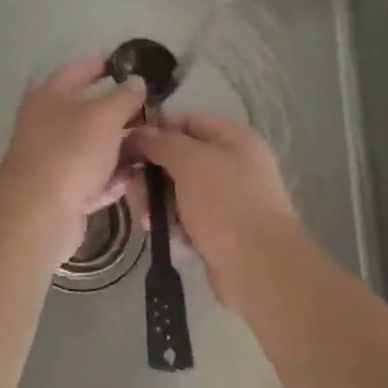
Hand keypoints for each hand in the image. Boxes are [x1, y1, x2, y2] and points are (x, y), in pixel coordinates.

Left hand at [0, 55, 147, 259]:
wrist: (38, 214)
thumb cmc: (70, 152)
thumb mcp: (104, 117)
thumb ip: (124, 97)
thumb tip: (137, 81)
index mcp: (50, 96)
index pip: (78, 70)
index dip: (102, 63)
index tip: (127, 62)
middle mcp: (48, 123)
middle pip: (88, 111)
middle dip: (120, 112)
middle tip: (152, 110)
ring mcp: (54, 159)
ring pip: (94, 147)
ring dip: (121, 147)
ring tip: (153, 145)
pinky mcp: (62, 191)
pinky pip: (93, 178)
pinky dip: (112, 177)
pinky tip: (136, 177)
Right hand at [130, 113, 303, 308]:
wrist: (259, 266)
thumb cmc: (225, 203)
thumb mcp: (190, 162)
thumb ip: (162, 142)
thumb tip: (139, 132)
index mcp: (234, 138)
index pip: (187, 121)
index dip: (156, 131)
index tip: (128, 147)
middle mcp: (233, 163)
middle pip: (180, 158)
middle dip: (152, 174)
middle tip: (132, 190)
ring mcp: (228, 198)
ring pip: (180, 189)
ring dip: (158, 202)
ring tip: (146, 220)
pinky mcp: (221, 229)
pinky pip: (188, 216)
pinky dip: (174, 223)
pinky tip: (164, 234)